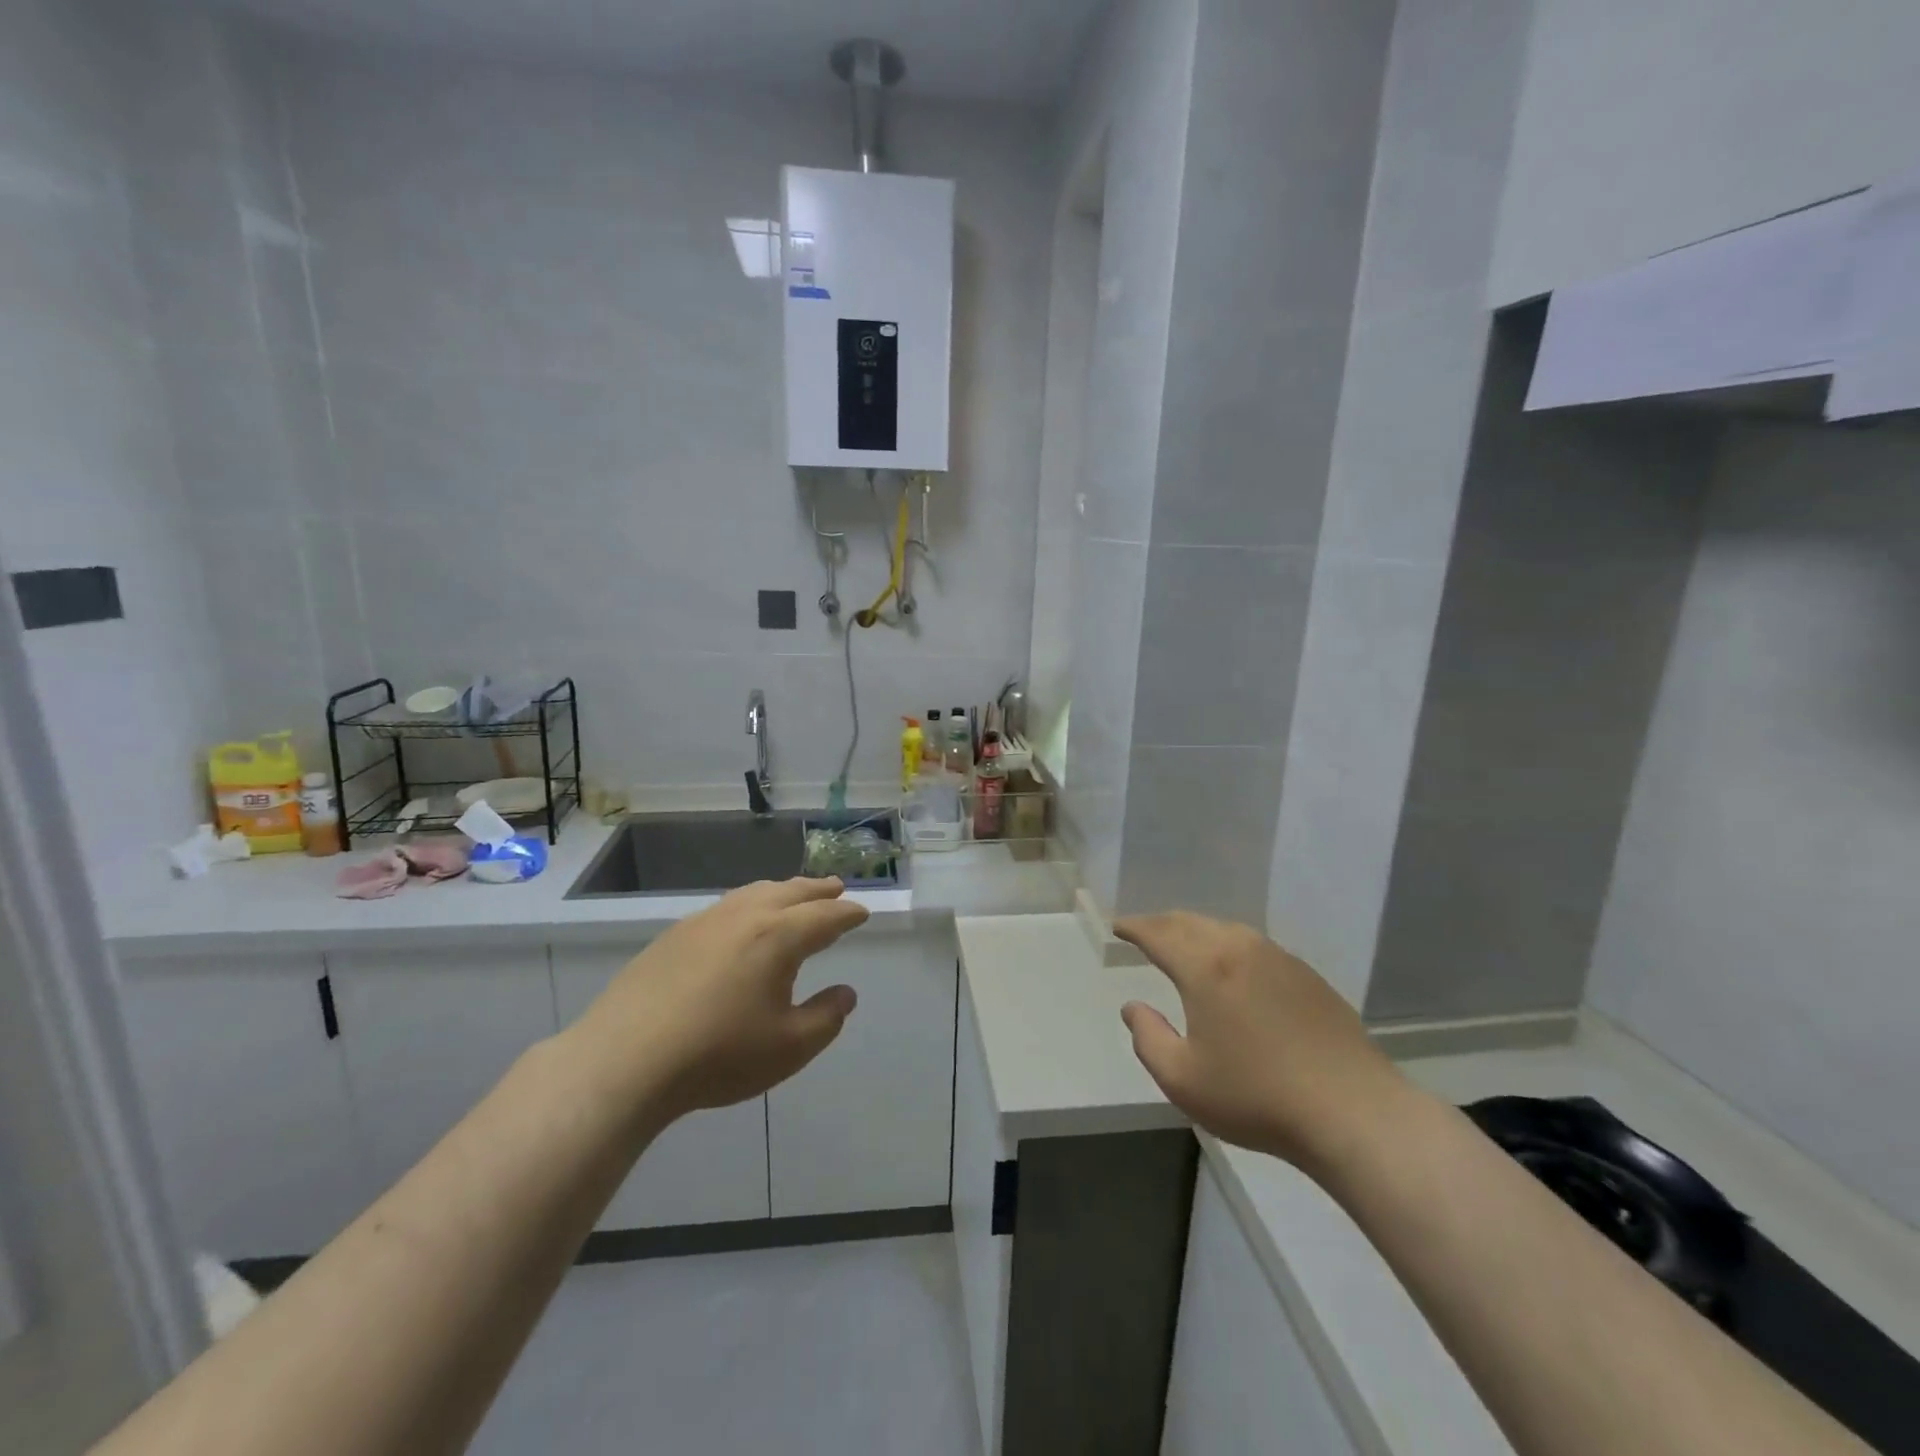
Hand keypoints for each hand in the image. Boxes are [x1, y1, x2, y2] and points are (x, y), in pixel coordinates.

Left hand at [571, 878, 868, 1126]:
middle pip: (792, 892)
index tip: (862, 912)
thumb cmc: (718, 1055)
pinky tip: (743, 920)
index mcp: (779, 937)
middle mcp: (746, 916)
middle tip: (836, 886)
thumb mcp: (788, 1048)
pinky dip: (750, 903)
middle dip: (818, 890)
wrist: (625, 1060)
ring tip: (795, 894)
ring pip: (755, 892)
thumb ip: (826, 1018)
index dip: (848, 914)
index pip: (825, 916)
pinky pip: (727, 905)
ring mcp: (706, 921)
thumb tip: (846, 994)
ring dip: (783, 890)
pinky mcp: (675, 934)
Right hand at [1116, 912, 1406, 1170]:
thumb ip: (1148, 1038)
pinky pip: (1254, 947)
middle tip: (1144, 932)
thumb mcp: (1183, 1079)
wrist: (1353, 1112)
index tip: (1118, 927)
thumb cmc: (1257, 1097)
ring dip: (1196, 931)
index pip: (1159, 933)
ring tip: (1184, 945)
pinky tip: (1233, 969)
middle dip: (1162, 923)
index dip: (1134, 927)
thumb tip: (1133, 1007)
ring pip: (1225, 929)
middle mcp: (1240, 949)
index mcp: (1205, 967)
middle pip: (1191, 922)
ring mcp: (1279, 959)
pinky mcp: (1308, 976)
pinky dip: (1229, 946)